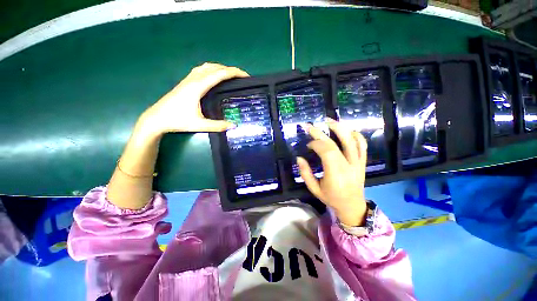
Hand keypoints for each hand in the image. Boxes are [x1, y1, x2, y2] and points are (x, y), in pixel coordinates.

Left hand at [139, 63, 248, 135]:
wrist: (156, 118)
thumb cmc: (177, 120)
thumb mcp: (199, 125)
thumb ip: (218, 126)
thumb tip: (234, 126)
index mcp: (198, 87)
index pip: (220, 74)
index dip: (234, 73)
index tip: (246, 76)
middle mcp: (194, 79)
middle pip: (215, 67)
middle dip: (230, 69)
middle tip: (241, 77)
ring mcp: (188, 79)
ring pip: (207, 67)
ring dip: (220, 68)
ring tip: (230, 75)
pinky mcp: (185, 82)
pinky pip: (201, 70)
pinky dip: (211, 70)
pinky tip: (213, 77)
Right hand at [296, 118, 367, 225]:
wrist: (352, 206)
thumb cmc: (331, 198)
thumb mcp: (314, 189)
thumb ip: (305, 173)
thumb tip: (299, 158)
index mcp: (335, 174)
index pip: (326, 151)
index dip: (315, 144)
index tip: (308, 145)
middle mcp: (348, 166)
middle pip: (335, 144)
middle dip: (320, 133)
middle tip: (310, 126)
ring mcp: (358, 163)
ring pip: (351, 141)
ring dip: (339, 128)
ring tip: (328, 120)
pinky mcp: (362, 162)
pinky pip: (363, 146)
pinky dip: (357, 135)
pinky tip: (348, 130)